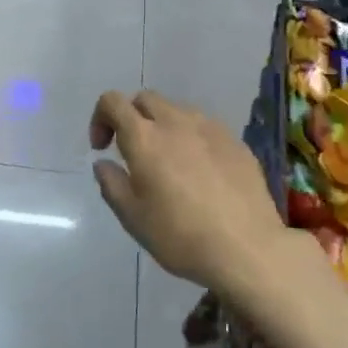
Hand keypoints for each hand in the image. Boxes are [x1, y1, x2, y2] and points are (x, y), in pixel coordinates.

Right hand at [89, 90, 291, 297]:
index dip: (100, 118)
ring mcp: (211, 128)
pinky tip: (201, 172)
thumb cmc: (180, 236)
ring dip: (164, 126)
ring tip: (169, 161)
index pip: (113, 101)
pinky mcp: (236, 141)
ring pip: (178, 110)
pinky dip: (192, 139)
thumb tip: (104, 163)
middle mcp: (176, 122)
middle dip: (132, 117)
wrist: (247, 248)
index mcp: (145, 138)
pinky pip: (205, 128)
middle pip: (146, 99)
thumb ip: (112, 183)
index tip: (103, 148)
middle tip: (133, 152)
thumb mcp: (133, 218)